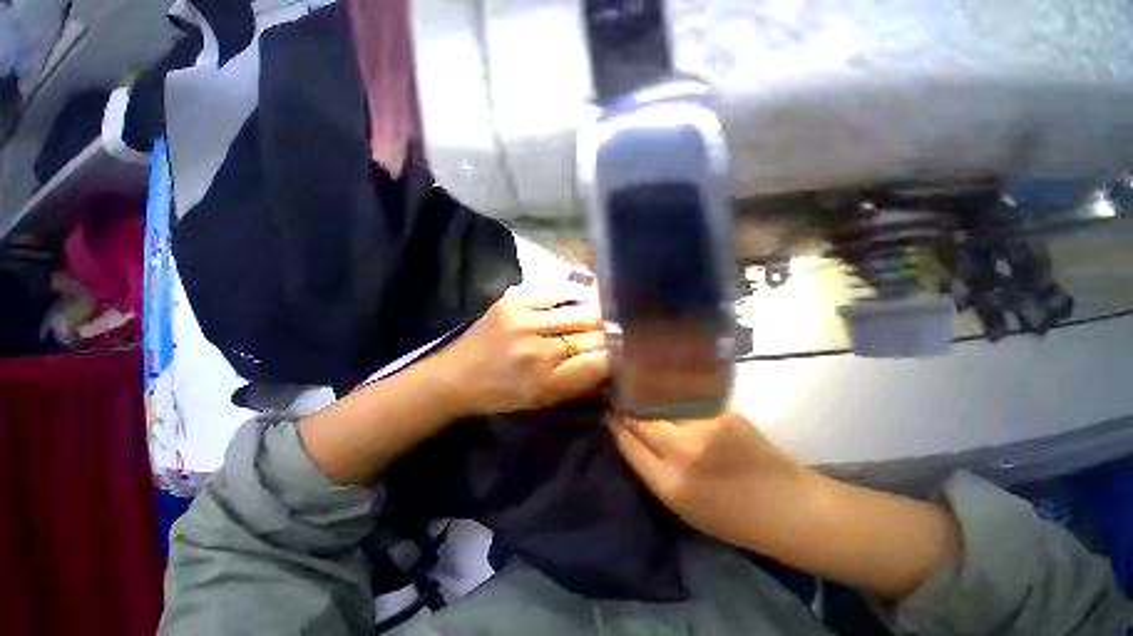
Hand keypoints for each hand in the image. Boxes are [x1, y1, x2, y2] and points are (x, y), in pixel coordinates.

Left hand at [435, 285, 609, 417]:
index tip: (626, 350)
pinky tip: (584, 296)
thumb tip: (612, 366)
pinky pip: (555, 291)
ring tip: (610, 309)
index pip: (598, 362)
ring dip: (598, 311)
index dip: (617, 354)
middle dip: (610, 331)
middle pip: (591, 334)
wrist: (456, 376)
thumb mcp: (543, 401)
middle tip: (621, 328)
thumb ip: (580, 385)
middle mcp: (537, 350)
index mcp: (546, 381)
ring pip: (578, 311)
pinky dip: (574, 293)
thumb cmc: (502, 394)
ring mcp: (523, 320)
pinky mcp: (513, 300)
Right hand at [610, 411, 960, 599]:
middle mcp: (682, 450)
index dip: (611, 419)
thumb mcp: (680, 505)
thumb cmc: (732, 517)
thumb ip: (648, 466)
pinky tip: (655, 376)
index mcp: (668, 483)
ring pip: (656, 397)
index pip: (625, 439)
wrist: (789, 507)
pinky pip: (680, 392)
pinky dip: (663, 384)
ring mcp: (703, 425)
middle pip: (637, 414)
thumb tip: (624, 431)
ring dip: (639, 386)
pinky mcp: (720, 409)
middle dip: (620, 399)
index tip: (602, 406)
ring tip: (627, 376)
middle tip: (610, 387)